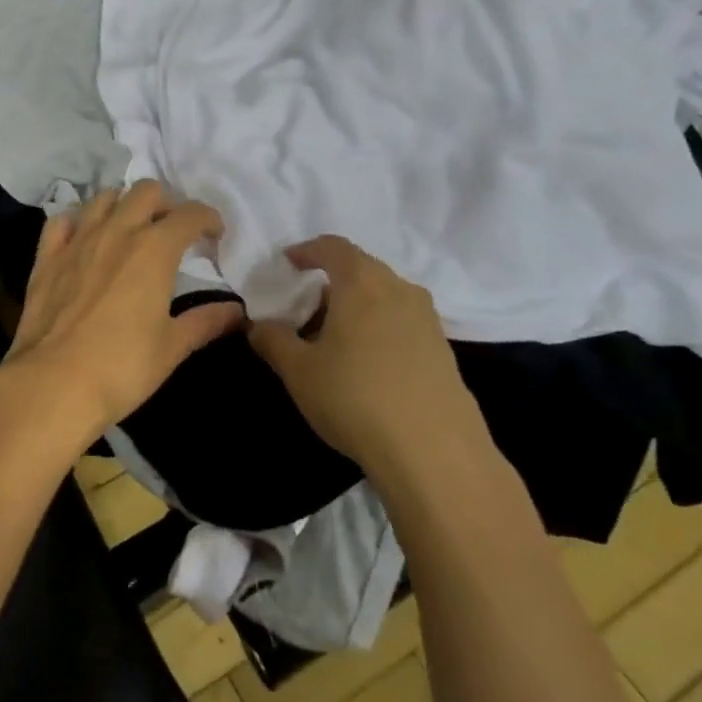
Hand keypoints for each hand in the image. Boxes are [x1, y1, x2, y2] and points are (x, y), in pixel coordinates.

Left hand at [2, 181, 243, 452]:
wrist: (54, 383)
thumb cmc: (122, 367)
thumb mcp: (173, 347)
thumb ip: (206, 322)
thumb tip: (237, 311)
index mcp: (154, 249)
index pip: (190, 214)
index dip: (208, 218)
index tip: (214, 235)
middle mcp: (117, 231)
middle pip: (146, 191)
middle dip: (165, 203)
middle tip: (171, 231)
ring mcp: (78, 239)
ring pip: (104, 197)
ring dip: (123, 205)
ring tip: (130, 229)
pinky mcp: (47, 255)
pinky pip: (62, 221)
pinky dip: (77, 222)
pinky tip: (83, 239)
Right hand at [247, 235, 474, 471]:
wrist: (435, 454)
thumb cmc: (355, 398)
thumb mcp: (298, 370)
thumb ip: (272, 340)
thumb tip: (257, 325)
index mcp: (362, 282)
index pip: (332, 247)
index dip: (307, 251)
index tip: (288, 263)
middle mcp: (399, 289)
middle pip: (360, 269)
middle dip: (330, 281)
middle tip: (305, 307)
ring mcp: (427, 320)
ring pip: (384, 297)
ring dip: (357, 306)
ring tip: (334, 338)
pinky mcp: (444, 351)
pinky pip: (402, 322)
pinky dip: (379, 328)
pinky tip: (366, 364)